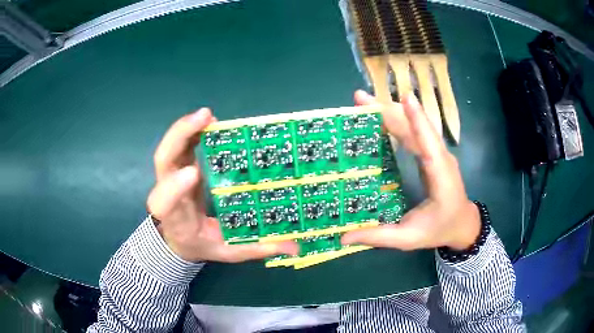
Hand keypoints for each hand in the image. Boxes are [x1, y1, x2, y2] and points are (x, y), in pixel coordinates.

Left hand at [147, 108, 298, 262]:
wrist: (177, 238)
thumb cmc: (200, 245)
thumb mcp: (227, 252)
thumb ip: (257, 249)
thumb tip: (295, 248)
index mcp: (178, 220)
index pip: (167, 203)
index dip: (176, 186)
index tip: (195, 172)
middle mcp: (167, 195)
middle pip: (163, 161)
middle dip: (180, 137)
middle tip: (205, 120)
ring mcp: (170, 177)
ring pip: (169, 148)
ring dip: (185, 128)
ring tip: (207, 115)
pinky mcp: (177, 167)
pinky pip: (179, 145)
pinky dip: (190, 130)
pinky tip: (207, 121)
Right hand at [343, 91, 479, 250]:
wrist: (462, 224)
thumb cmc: (439, 230)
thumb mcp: (408, 239)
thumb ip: (379, 237)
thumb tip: (344, 238)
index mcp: (440, 177)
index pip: (429, 145)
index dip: (418, 121)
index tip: (406, 98)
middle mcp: (440, 159)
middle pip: (417, 128)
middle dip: (390, 110)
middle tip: (360, 99)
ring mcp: (437, 154)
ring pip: (415, 126)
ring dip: (391, 111)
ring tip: (365, 102)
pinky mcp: (432, 154)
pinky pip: (414, 133)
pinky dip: (397, 121)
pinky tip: (382, 116)